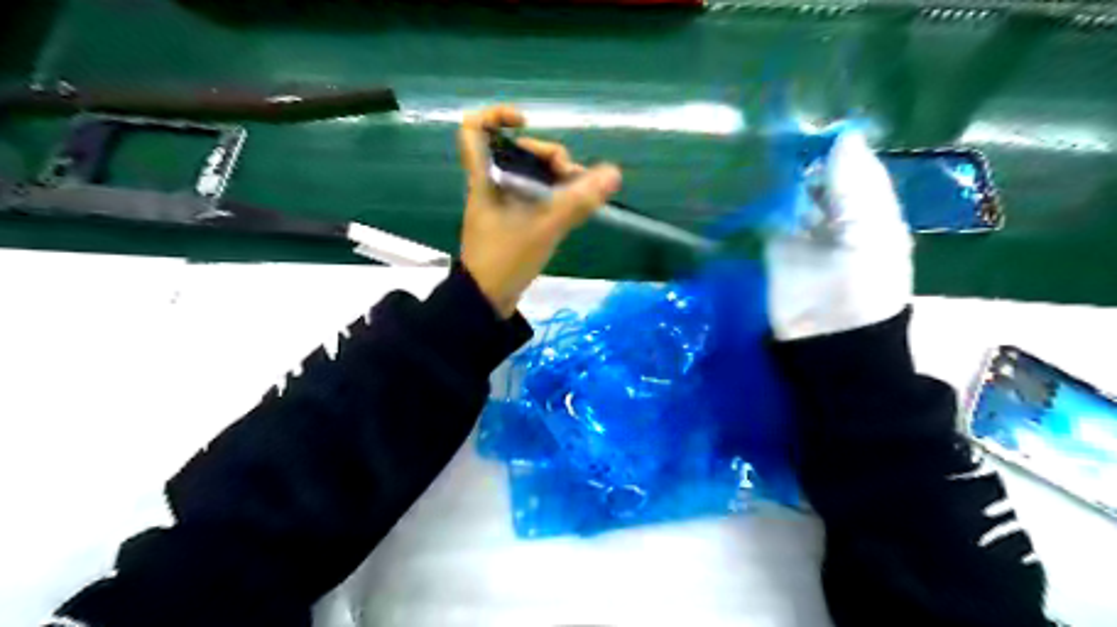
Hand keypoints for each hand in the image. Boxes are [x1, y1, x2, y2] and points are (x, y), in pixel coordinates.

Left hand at [459, 105, 623, 319]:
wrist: (486, 302)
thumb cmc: (505, 261)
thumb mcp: (544, 229)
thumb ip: (578, 202)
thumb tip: (614, 174)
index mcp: (485, 178)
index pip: (474, 128)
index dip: (497, 116)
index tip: (526, 124)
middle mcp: (492, 184)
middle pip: (517, 150)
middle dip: (549, 156)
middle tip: (572, 177)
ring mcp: (502, 204)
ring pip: (530, 175)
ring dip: (557, 178)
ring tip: (583, 194)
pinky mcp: (512, 221)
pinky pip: (535, 196)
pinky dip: (554, 196)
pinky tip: (575, 207)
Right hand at [769, 127, 915, 340]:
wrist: (828, 336)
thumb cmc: (863, 286)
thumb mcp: (871, 232)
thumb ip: (856, 186)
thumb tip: (843, 135)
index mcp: (870, 209)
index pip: (853, 167)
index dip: (837, 146)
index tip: (813, 123)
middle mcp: (837, 214)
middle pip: (820, 177)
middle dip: (806, 158)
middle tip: (781, 132)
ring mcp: (804, 229)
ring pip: (793, 193)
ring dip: (783, 176)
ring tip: (763, 147)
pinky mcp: (775, 244)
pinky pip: (770, 214)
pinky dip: (764, 199)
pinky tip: (752, 179)